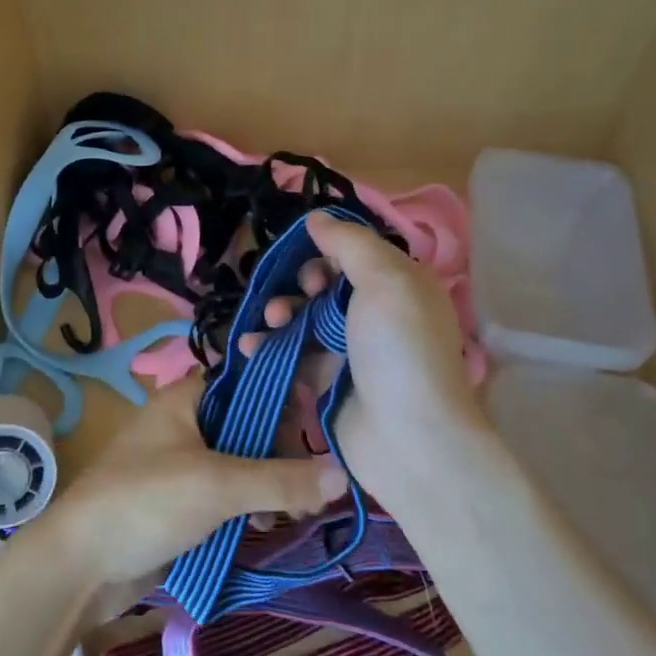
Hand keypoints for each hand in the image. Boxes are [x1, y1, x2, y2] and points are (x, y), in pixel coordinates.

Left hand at [31, 379, 348, 605]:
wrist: (80, 565)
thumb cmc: (146, 502)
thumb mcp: (217, 485)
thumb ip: (280, 479)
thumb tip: (343, 474)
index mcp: (185, 399)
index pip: (246, 381)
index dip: (283, 395)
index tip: (319, 422)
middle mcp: (185, 424)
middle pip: (248, 425)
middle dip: (283, 452)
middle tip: (317, 483)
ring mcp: (182, 466)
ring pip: (240, 464)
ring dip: (270, 485)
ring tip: (301, 513)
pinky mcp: (181, 504)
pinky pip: (226, 496)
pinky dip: (249, 507)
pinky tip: (266, 529)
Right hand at [237, 211, 485, 505]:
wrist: (408, 440)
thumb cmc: (399, 349)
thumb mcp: (385, 281)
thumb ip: (350, 244)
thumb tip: (317, 216)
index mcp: (398, 285)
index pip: (355, 254)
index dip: (327, 253)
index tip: (311, 264)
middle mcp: (375, 313)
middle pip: (324, 285)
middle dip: (300, 285)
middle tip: (294, 298)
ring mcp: (350, 350)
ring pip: (303, 318)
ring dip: (279, 313)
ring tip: (270, 322)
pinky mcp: (327, 381)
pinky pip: (291, 353)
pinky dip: (268, 347)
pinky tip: (247, 345)